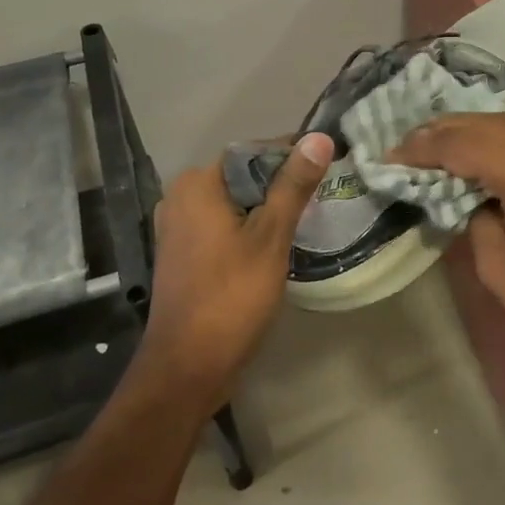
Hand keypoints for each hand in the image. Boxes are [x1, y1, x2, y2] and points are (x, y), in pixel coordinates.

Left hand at [141, 132, 333, 406]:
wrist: (187, 366)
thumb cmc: (232, 296)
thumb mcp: (271, 237)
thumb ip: (293, 185)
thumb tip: (318, 137)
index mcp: (197, 183)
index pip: (254, 152)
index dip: (293, 158)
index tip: (327, 171)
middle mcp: (180, 196)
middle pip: (243, 177)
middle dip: (281, 186)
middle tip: (321, 201)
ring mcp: (177, 227)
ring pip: (234, 203)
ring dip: (267, 210)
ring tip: (306, 222)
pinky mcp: (182, 253)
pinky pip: (222, 226)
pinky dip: (248, 229)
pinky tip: (275, 246)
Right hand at [389, 114, 504, 374]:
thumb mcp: (500, 270)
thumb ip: (475, 222)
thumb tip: (471, 200)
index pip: (463, 144)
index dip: (423, 149)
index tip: (389, 155)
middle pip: (486, 123)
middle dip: (443, 130)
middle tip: (406, 142)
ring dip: (470, 130)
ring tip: (434, 141)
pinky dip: (497, 138)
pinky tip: (479, 151)